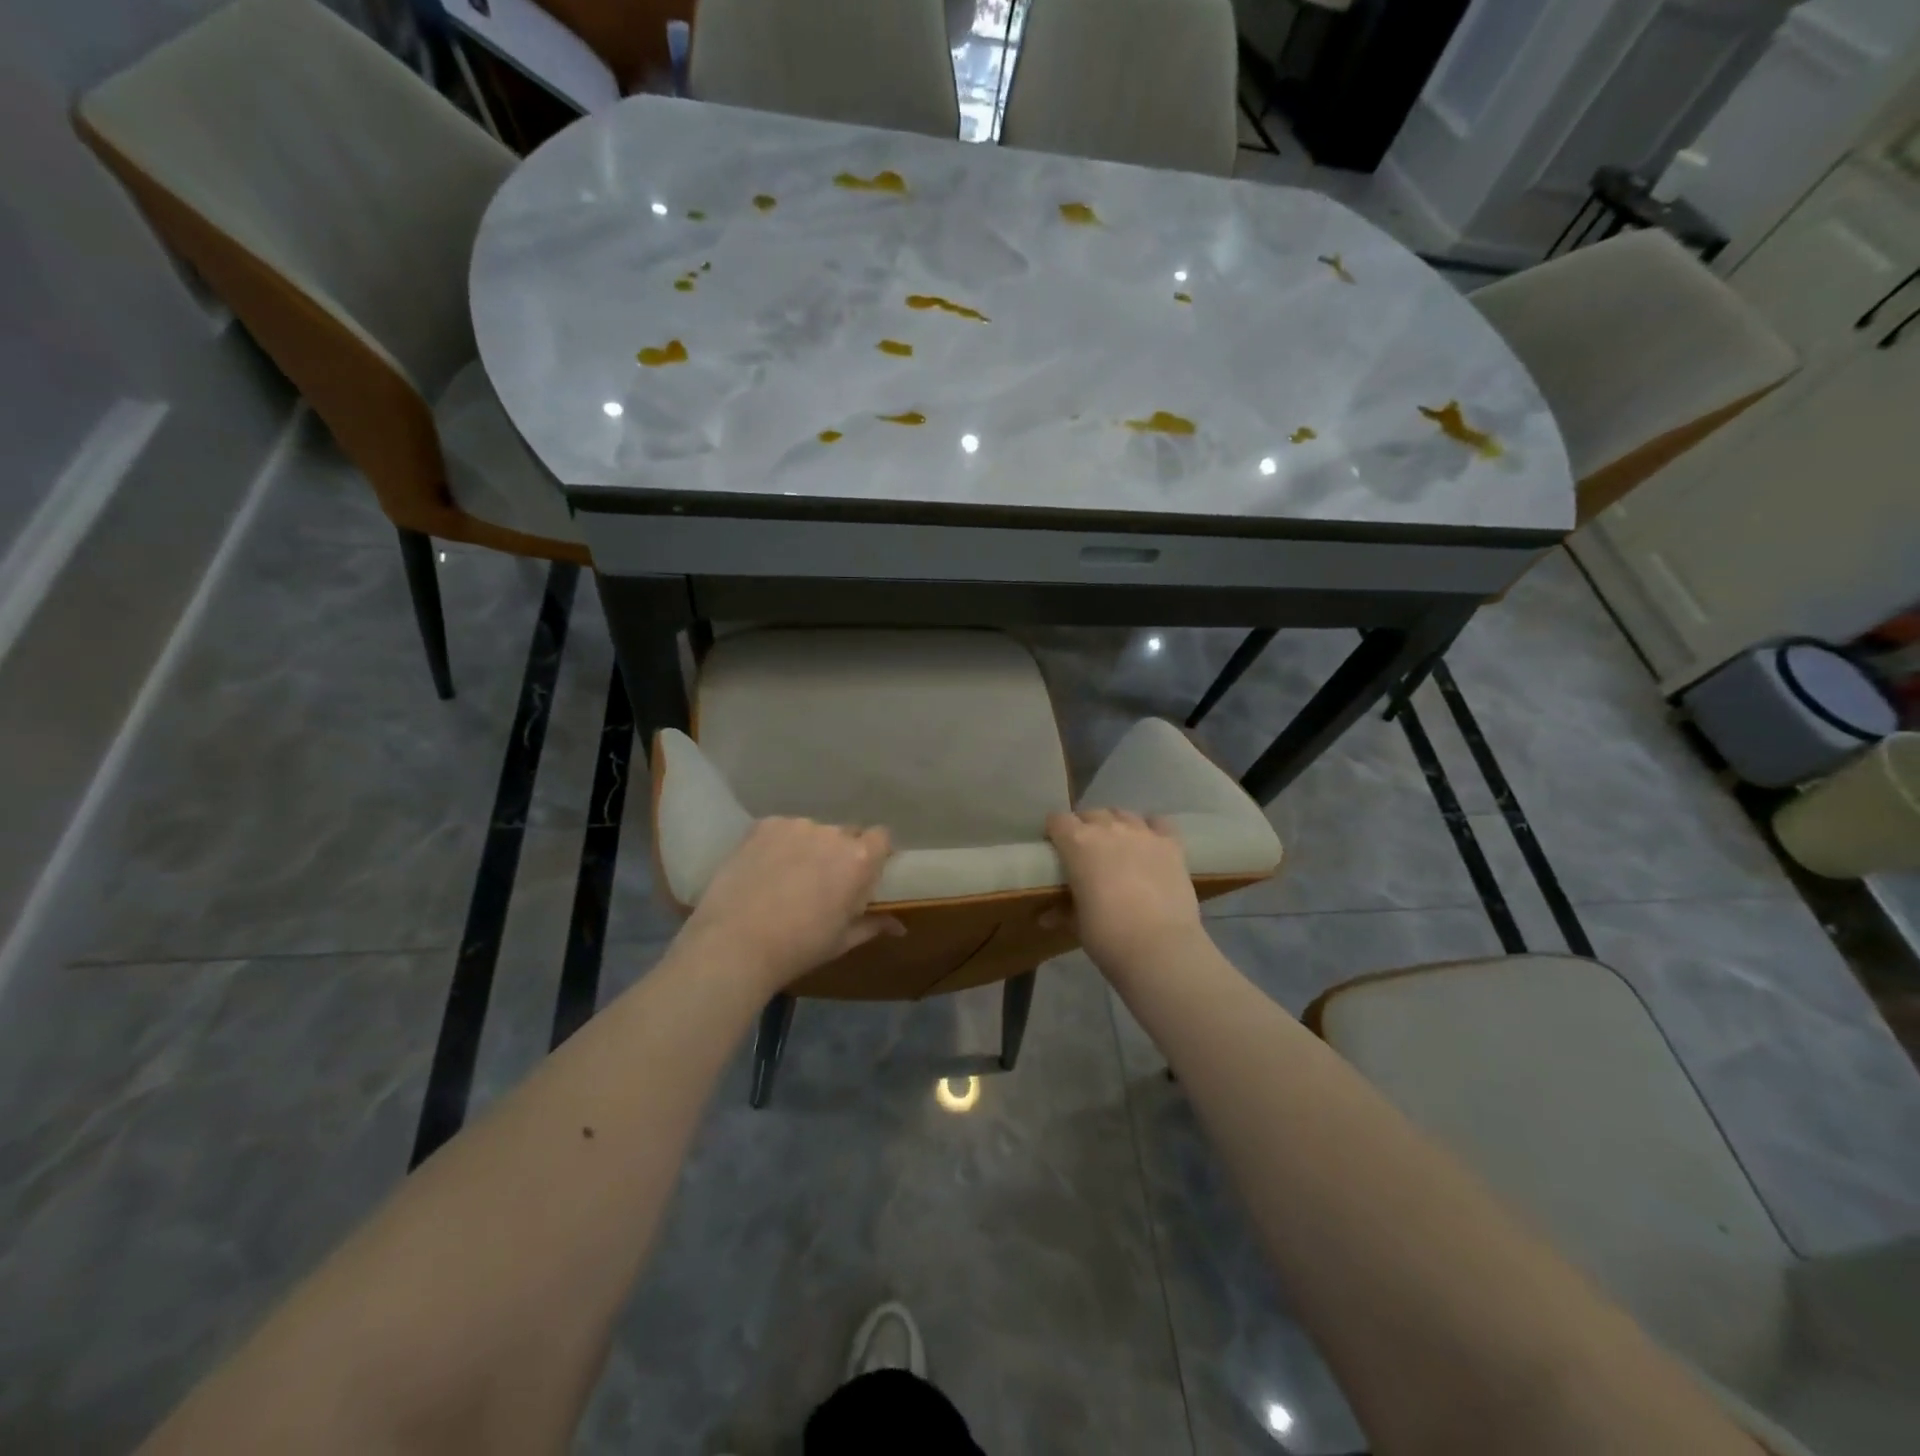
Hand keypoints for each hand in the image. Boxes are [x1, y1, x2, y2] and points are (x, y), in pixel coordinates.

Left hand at [678, 817, 900, 992]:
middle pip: (846, 834)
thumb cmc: (799, 947)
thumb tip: (900, 927)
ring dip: (808, 848)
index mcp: (859, 859)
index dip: (875, 853)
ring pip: (812, 832)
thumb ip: (874, 924)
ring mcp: (796, 825)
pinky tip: (764, 870)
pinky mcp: (764, 825)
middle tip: (822, 882)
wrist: (735, 944)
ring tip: (787, 878)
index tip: (864, 874)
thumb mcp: (842, 940)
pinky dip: (779, 845)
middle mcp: (832, 833)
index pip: (881, 837)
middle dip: (840, 853)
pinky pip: (782, 830)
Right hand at [1046, 809, 1203, 975]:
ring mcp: (1142, 833)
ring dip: (1116, 825)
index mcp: (1077, 843)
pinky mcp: (1171, 844)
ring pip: (1123, 814)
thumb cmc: (1108, 936)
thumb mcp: (1078, 924)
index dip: (1054, 831)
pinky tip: (1149, 844)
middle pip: (1091, 814)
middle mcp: (1108, 828)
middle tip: (1086, 853)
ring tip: (1118, 847)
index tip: (1055, 848)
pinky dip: (1151, 829)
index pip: (1058, 820)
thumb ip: (1063, 912)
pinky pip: (1158, 823)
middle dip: (1085, 827)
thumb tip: (1046, 917)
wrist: (1160, 947)